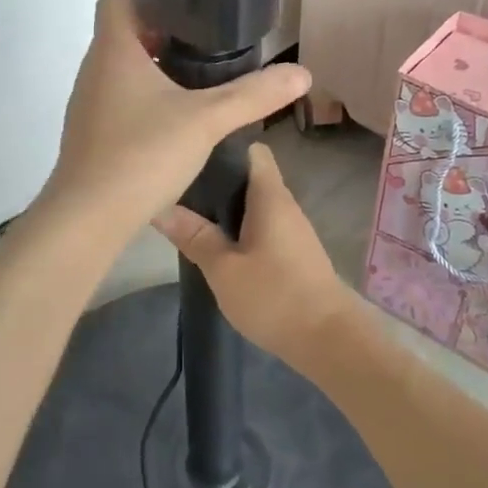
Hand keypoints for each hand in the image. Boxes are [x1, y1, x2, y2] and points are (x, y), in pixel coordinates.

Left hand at [41, 0, 309, 240]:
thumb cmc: (143, 154)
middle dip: (162, 41)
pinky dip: (141, 108)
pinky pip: (116, 106)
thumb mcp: (207, 120)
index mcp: (113, 51)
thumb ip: (253, 94)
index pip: (116, 0)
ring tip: (194, 93)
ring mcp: (86, 106)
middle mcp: (93, 71)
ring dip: (153, 77)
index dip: (149, 1)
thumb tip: (303, 73)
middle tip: (204, 57)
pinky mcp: (88, 137)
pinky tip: (171, 132)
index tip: (187, 21)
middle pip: (122, 37)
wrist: (89, 217)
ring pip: (119, 74)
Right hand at [151, 142, 356, 361]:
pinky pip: (261, 225)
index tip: (190, 154)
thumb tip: (159, 206)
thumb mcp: (223, 269)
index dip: (222, 146)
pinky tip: (216, 243)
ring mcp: (291, 229)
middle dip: (215, 179)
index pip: (251, 149)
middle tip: (177, 186)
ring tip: (188, 213)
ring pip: (253, 203)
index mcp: (270, 196)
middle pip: (248, 176)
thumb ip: (193, 235)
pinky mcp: (293, 252)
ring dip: (225, 207)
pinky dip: (239, 228)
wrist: (329, 340)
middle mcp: (284, 204)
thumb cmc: (274, 296)